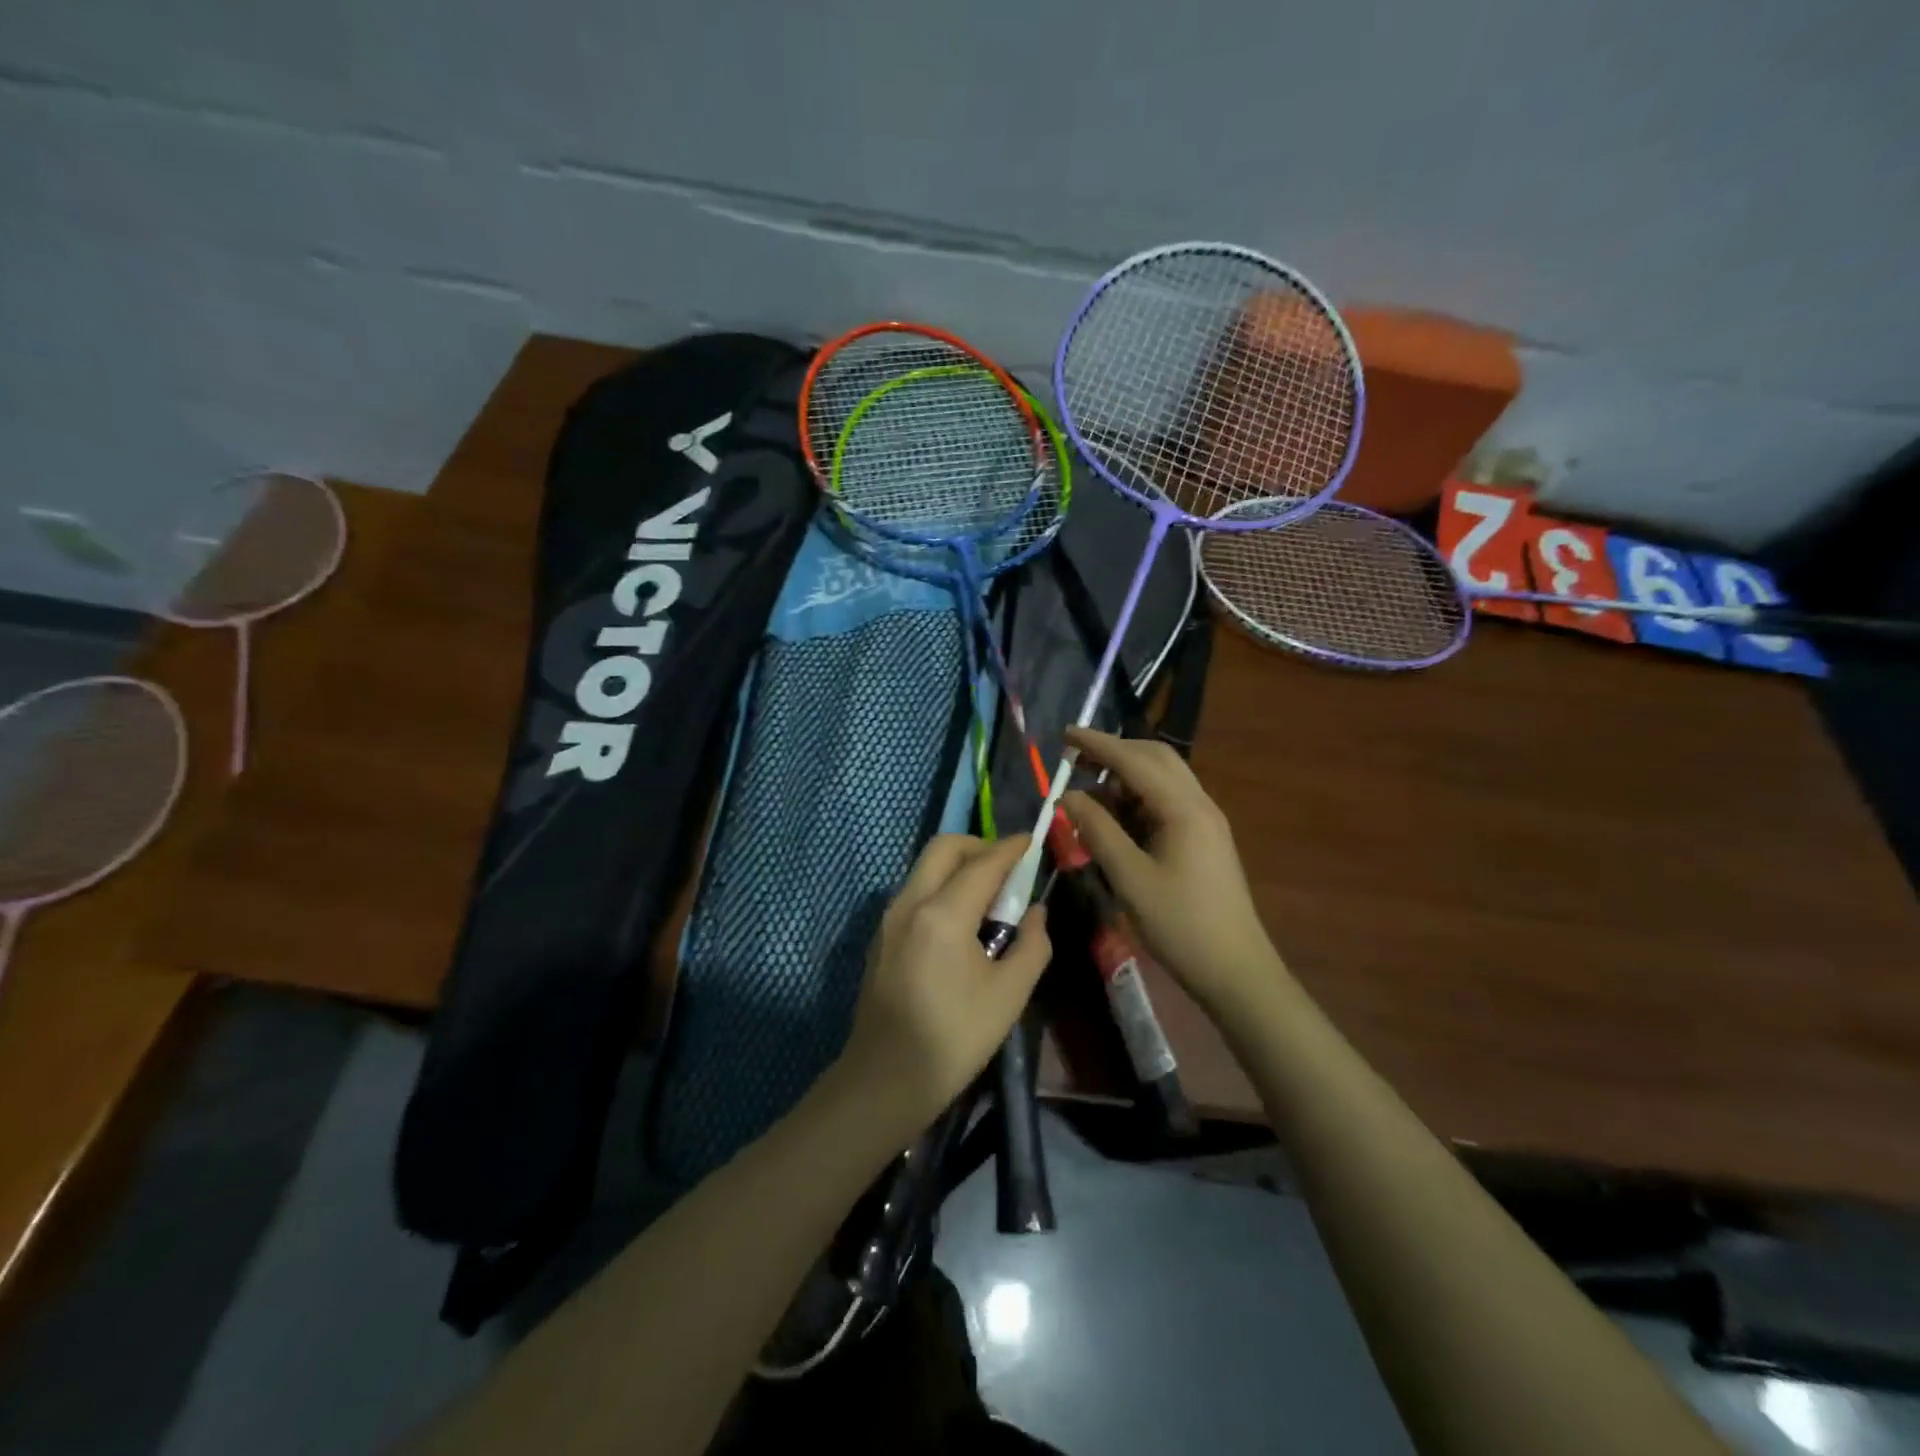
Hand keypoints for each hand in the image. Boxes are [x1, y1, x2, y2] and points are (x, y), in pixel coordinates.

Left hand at [837, 834, 1050, 1128]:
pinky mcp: (881, 935)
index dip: (1011, 848)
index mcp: (943, 913)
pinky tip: (961, 919)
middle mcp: (910, 902)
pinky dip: (941, 886)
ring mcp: (889, 917)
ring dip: (958, 865)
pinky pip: (915, 890)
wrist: (885, 1078)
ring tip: (988, 895)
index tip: (1031, 842)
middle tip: (1008, 868)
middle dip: (979, 846)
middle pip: (945, 848)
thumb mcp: (1009, 995)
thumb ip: (1032, 944)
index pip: (983, 863)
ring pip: (926, 867)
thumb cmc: (954, 1038)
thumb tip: (1036, 912)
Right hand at [1062, 727, 1286, 1014]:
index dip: (1098, 745)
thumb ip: (1098, 831)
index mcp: (1183, 809)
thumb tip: (1068, 796)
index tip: (1065, 734)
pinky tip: (1116, 815)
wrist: (1235, 968)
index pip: (1135, 761)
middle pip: (1156, 758)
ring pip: (1164, 778)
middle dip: (1114, 752)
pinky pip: (1168, 800)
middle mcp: (1199, 804)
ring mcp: (1205, 820)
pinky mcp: (1204, 837)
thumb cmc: (1180, 924)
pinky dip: (1138, 796)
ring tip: (1089, 790)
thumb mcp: (1130, 878)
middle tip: (1075, 760)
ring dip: (1126, 774)